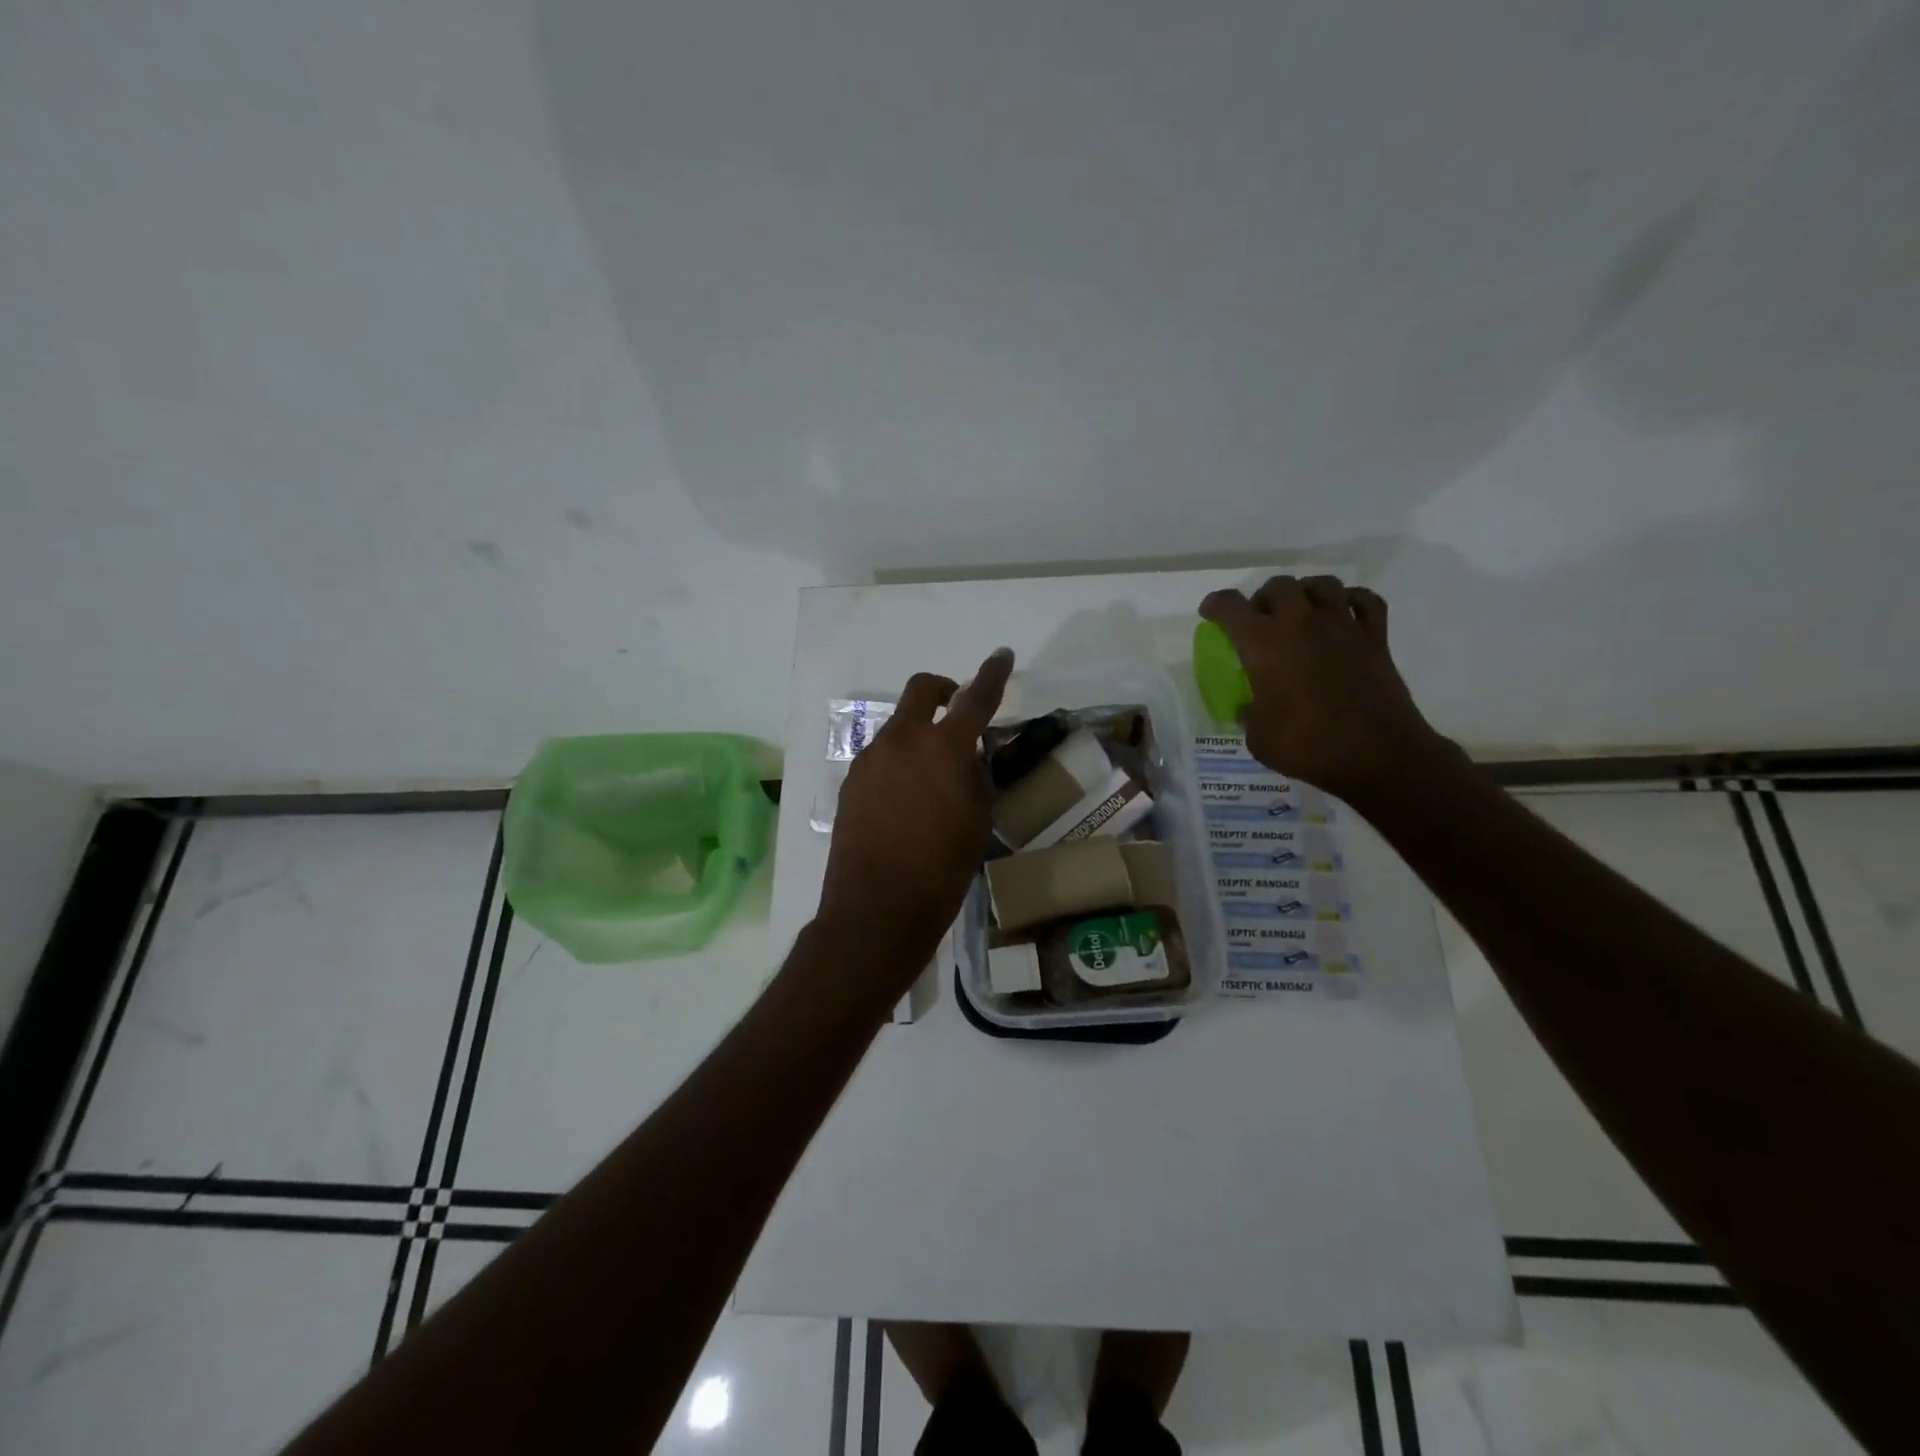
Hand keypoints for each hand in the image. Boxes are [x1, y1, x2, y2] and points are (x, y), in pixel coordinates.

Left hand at [817, 648, 1014, 974]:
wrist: (876, 908)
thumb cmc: (941, 869)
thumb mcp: (977, 820)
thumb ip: (975, 775)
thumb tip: (967, 754)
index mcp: (943, 747)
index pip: (975, 698)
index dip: (992, 674)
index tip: (1002, 655)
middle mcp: (903, 740)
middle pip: (922, 690)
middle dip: (944, 689)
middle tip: (958, 708)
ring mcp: (871, 758)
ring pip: (899, 725)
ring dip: (920, 732)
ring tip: (934, 774)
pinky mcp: (852, 781)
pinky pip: (881, 755)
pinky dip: (900, 760)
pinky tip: (907, 797)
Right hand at [1199, 576, 1456, 805]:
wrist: (1377, 754)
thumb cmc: (1308, 746)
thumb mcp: (1258, 737)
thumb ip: (1250, 713)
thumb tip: (1252, 707)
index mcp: (1264, 644)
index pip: (1230, 606)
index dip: (1216, 605)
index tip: (1211, 614)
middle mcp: (1301, 623)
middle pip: (1278, 585)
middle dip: (1263, 598)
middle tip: (1260, 620)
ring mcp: (1342, 625)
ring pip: (1322, 584)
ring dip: (1305, 592)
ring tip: (1301, 613)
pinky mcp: (1375, 637)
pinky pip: (1364, 600)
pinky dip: (1351, 600)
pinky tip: (1343, 615)